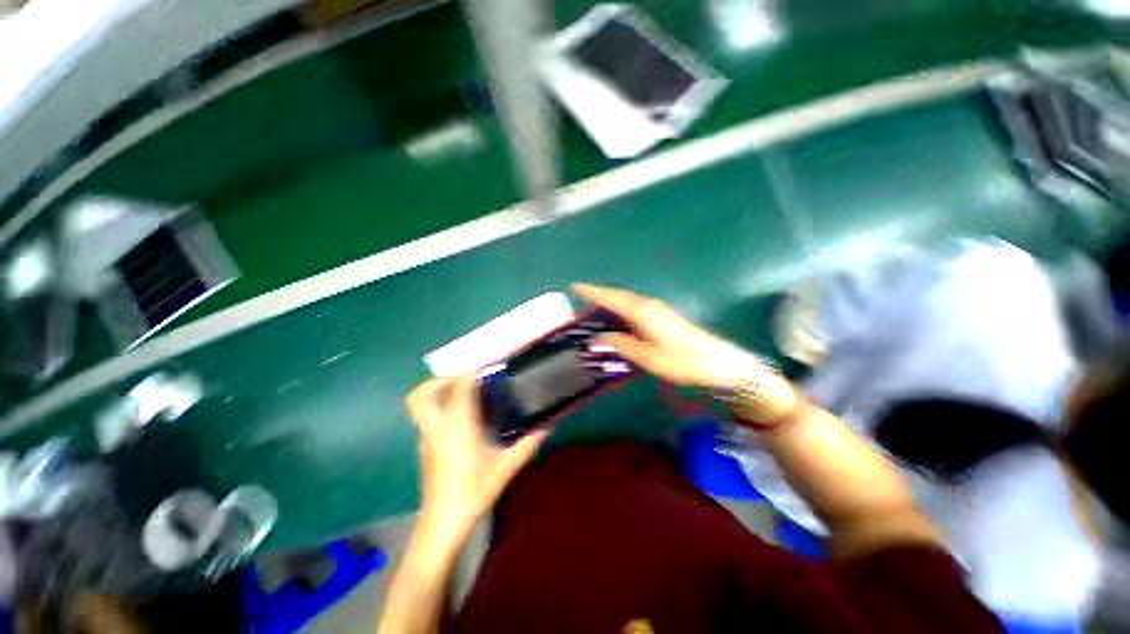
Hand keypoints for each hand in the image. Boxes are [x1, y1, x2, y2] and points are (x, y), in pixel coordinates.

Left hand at [406, 375, 546, 535]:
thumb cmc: (474, 489)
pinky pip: (428, 418)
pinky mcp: (425, 448)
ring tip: (465, 396)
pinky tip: (462, 420)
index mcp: (458, 424)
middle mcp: (437, 426)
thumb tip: (549, 426)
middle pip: (421, 394)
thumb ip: (528, 443)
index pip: (459, 386)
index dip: (470, 371)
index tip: (486, 366)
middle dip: (440, 380)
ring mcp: (427, 438)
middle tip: (464, 380)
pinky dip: (441, 409)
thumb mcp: (507, 465)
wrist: (444, 523)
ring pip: (421, 406)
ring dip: (439, 393)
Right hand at [574, 283, 778, 389]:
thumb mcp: (649, 358)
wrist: (720, 364)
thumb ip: (622, 345)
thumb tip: (599, 337)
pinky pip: (635, 309)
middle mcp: (648, 306)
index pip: (612, 298)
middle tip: (580, 301)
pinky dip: (621, 311)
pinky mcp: (663, 317)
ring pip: (627, 303)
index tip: (575, 286)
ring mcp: (658, 310)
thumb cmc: (684, 361)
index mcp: (643, 312)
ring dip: (609, 304)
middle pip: (618, 297)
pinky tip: (617, 321)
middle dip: (599, 296)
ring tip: (592, 312)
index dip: (592, 292)